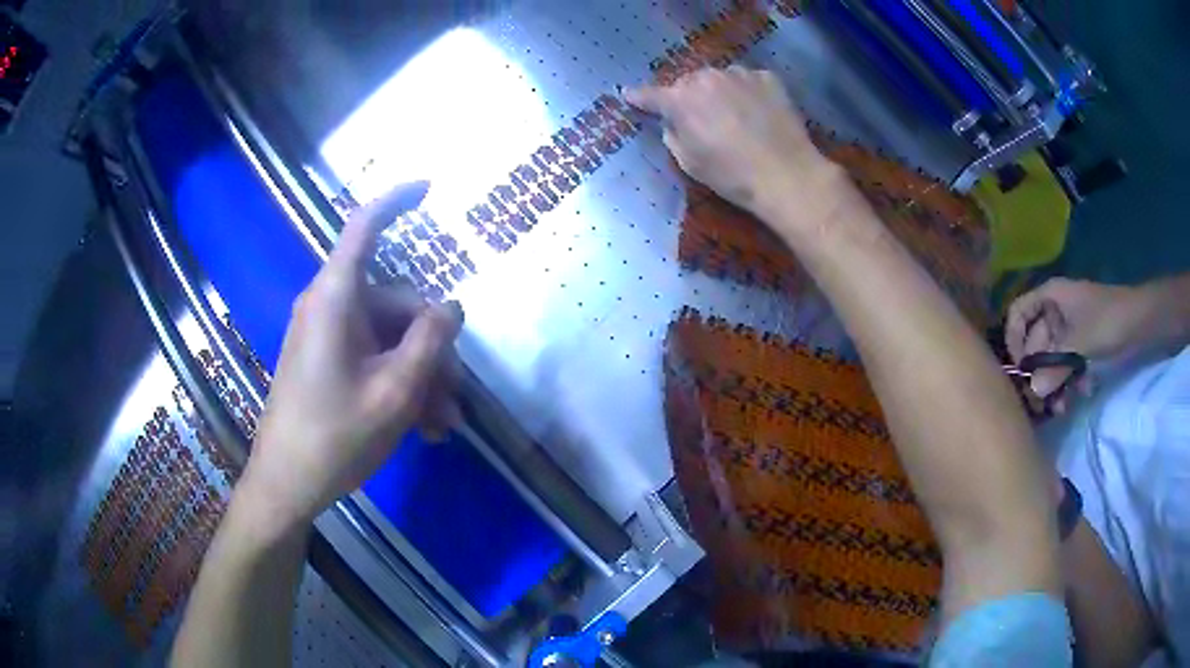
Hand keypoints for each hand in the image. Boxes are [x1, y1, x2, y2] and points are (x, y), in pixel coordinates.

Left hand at [240, 182, 463, 527]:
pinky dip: (400, 386)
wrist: (286, 484)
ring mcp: (326, 337)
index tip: (430, 188)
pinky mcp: (326, 363)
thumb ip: (430, 340)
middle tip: (455, 398)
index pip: (365, 228)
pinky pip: (373, 360)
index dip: (397, 201)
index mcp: (337, 298)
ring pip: (390, 339)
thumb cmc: (335, 435)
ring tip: (442, 425)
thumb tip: (452, 306)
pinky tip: (423, 428)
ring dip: (421, 377)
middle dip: (432, 348)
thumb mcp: (395, 391)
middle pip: (396, 304)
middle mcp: (330, 308)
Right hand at [625, 66, 848, 230]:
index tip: (628, 94)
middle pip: (689, 82)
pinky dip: (747, 92)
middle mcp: (706, 78)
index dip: (638, 96)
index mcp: (681, 100)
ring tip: (734, 115)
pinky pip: (748, 80)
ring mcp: (740, 74)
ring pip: (720, 78)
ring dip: (719, 91)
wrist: (787, 175)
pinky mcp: (768, 78)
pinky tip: (758, 112)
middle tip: (700, 118)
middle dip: (689, 96)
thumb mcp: (689, 163)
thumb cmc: (733, 176)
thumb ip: (672, 135)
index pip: (651, 95)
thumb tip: (672, 122)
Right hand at [1005, 278, 1140, 403]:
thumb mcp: (1080, 343)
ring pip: (1051, 359)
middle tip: (1043, 404)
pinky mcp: (1080, 344)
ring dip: (1055, 384)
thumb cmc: (1108, 320)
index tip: (1020, 370)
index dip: (1014, 340)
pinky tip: (1082, 392)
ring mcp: (1068, 329)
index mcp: (1049, 297)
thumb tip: (1033, 393)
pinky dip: (1070, 380)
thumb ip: (1054, 367)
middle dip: (1040, 375)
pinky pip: (1066, 364)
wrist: (1139, 322)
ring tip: (1063, 406)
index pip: (1018, 314)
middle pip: (1035, 343)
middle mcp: (1054, 311)